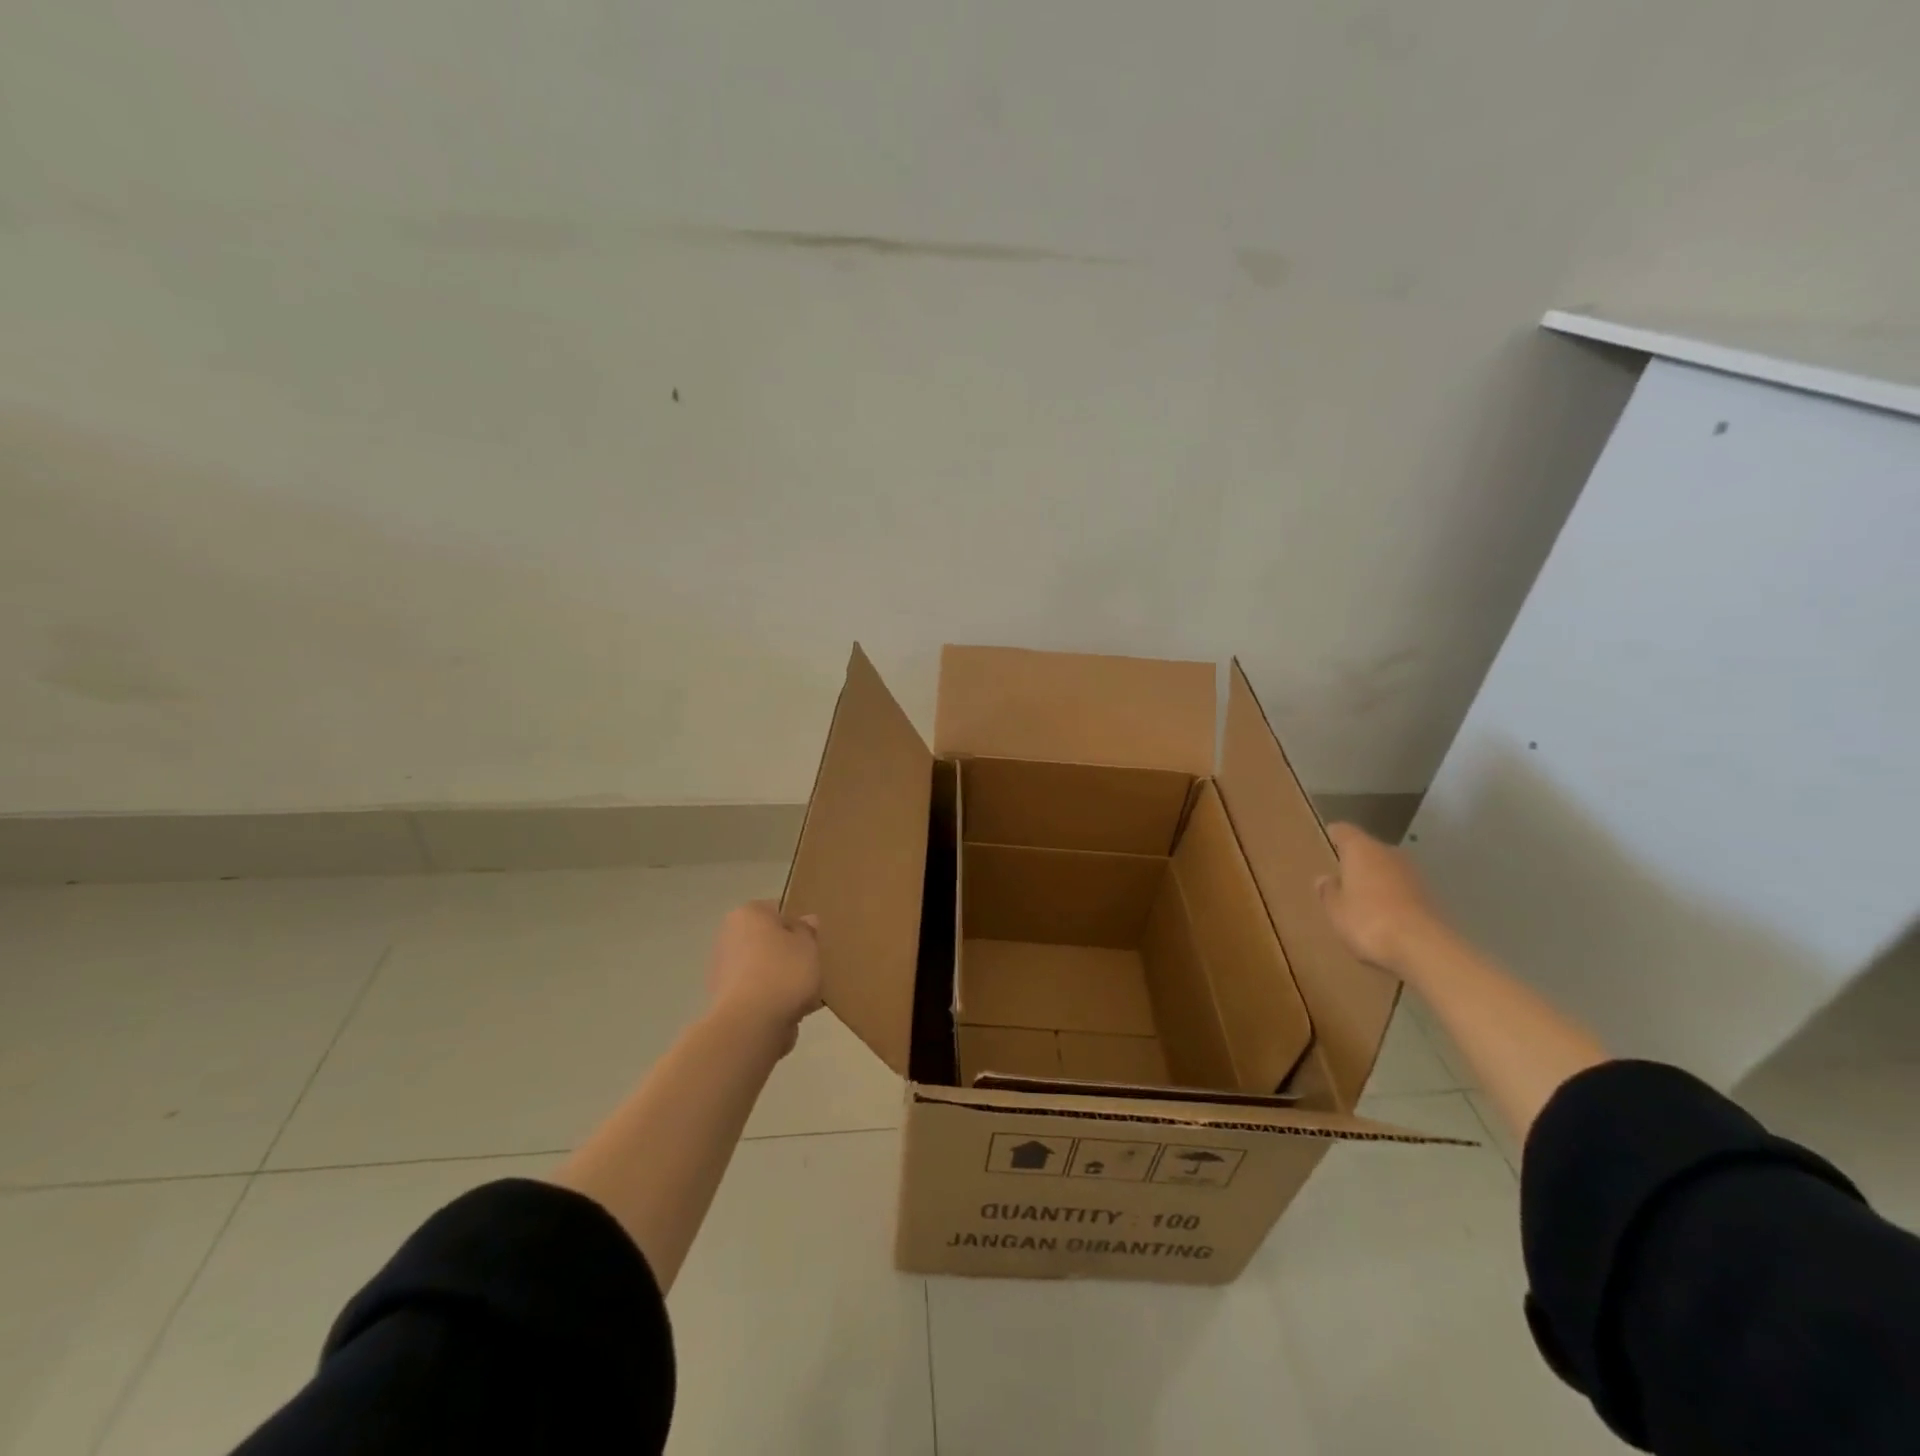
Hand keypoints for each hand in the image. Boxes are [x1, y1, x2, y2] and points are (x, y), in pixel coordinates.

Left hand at [706, 901, 822, 1053]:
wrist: (751, 1025)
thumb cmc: (783, 972)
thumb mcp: (808, 944)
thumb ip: (807, 930)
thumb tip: (805, 921)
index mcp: (747, 914)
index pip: (777, 910)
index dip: (798, 924)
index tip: (813, 941)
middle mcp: (729, 937)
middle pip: (768, 941)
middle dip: (787, 953)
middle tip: (811, 966)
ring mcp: (723, 970)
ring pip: (763, 968)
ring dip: (781, 979)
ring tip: (807, 994)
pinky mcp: (725, 1001)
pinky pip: (757, 993)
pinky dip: (772, 1000)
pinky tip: (792, 1011)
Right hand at [1315, 823, 1445, 970]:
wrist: (1424, 948)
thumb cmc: (1368, 920)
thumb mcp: (1335, 910)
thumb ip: (1328, 891)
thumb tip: (1326, 879)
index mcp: (1361, 849)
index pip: (1343, 831)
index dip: (1334, 835)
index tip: (1326, 841)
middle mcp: (1388, 853)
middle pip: (1368, 850)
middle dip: (1356, 861)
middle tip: (1340, 877)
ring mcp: (1413, 874)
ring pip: (1387, 870)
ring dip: (1375, 880)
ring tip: (1360, 900)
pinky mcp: (1430, 896)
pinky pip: (1402, 890)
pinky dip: (1392, 898)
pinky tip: (1383, 917)